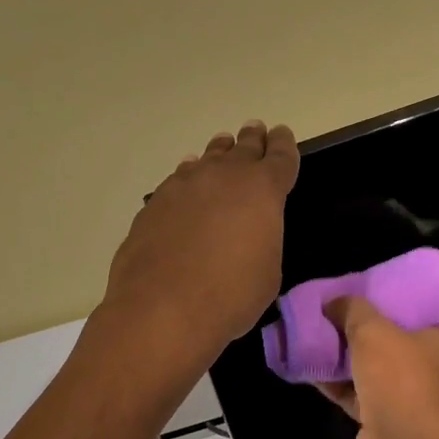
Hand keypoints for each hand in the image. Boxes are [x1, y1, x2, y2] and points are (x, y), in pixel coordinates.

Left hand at [99, 121, 299, 376]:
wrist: (164, 307)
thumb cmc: (231, 296)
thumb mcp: (267, 271)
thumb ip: (263, 240)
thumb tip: (248, 235)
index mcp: (263, 189)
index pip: (280, 156)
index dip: (283, 144)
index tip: (281, 135)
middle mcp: (224, 176)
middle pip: (243, 148)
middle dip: (252, 140)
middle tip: (255, 132)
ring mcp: (185, 184)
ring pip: (208, 158)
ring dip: (219, 153)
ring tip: (223, 148)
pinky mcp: (155, 202)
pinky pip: (179, 179)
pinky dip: (189, 177)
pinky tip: (187, 181)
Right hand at [317, 295, 438, 438]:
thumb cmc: (401, 377)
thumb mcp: (373, 329)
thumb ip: (351, 309)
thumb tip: (332, 302)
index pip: (419, 308)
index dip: (390, 296)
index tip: (362, 288)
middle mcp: (430, 366)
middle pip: (390, 338)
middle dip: (358, 326)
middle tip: (330, 309)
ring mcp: (406, 395)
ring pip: (368, 367)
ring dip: (341, 355)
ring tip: (311, 334)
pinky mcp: (382, 418)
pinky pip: (353, 393)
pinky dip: (333, 381)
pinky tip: (305, 366)